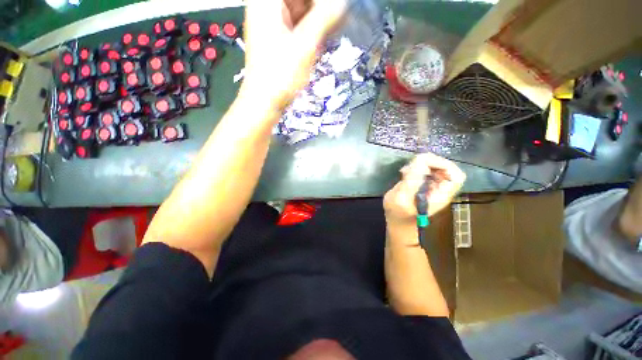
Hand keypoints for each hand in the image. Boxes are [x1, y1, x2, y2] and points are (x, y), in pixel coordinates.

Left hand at [240, 0, 346, 114]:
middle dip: (320, 8)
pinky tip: (323, 37)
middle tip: (337, 17)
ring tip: (334, 28)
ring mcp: (271, 23)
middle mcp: (266, 8)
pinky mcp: (277, 38)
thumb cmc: (280, 76)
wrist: (265, 101)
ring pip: (299, 10)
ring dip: (317, 18)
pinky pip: (297, 25)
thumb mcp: (305, 45)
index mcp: (267, 2)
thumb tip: (342, 3)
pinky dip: (311, 29)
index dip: (318, 1)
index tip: (335, 9)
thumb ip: (325, 18)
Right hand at [384, 153, 465, 227]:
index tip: (424, 163)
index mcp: (440, 195)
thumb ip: (411, 181)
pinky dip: (416, 168)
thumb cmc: (398, 214)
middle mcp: (440, 190)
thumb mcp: (400, 197)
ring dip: (421, 164)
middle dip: (429, 162)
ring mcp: (433, 187)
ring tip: (406, 170)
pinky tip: (405, 173)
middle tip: (411, 165)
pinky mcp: (424, 185)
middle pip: (446, 168)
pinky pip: (426, 171)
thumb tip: (420, 162)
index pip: (455, 175)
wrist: (398, 222)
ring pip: (436, 168)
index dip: (443, 165)